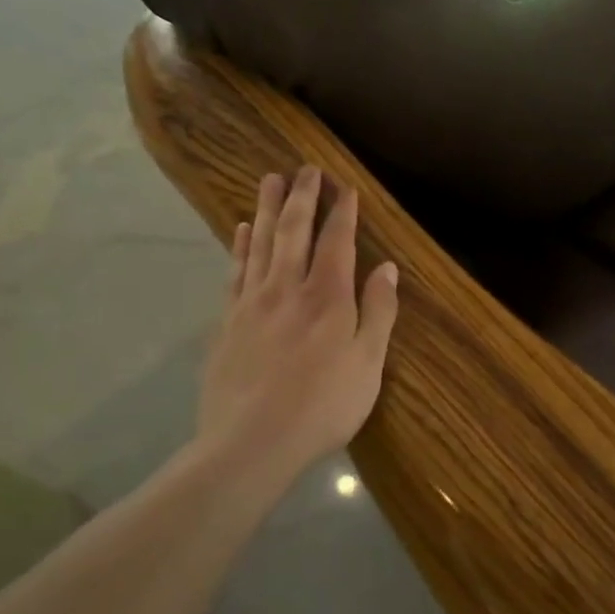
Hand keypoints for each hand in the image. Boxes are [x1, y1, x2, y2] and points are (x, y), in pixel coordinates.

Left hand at [195, 165, 399, 481]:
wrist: (248, 445)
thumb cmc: (321, 407)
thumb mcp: (367, 365)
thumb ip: (378, 312)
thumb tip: (387, 268)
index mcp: (327, 297)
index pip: (336, 241)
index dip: (342, 212)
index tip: (345, 186)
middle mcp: (288, 288)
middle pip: (294, 231)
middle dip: (303, 197)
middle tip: (305, 168)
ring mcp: (252, 303)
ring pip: (261, 243)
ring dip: (268, 208)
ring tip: (271, 179)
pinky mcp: (227, 322)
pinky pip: (235, 271)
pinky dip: (241, 245)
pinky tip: (243, 228)